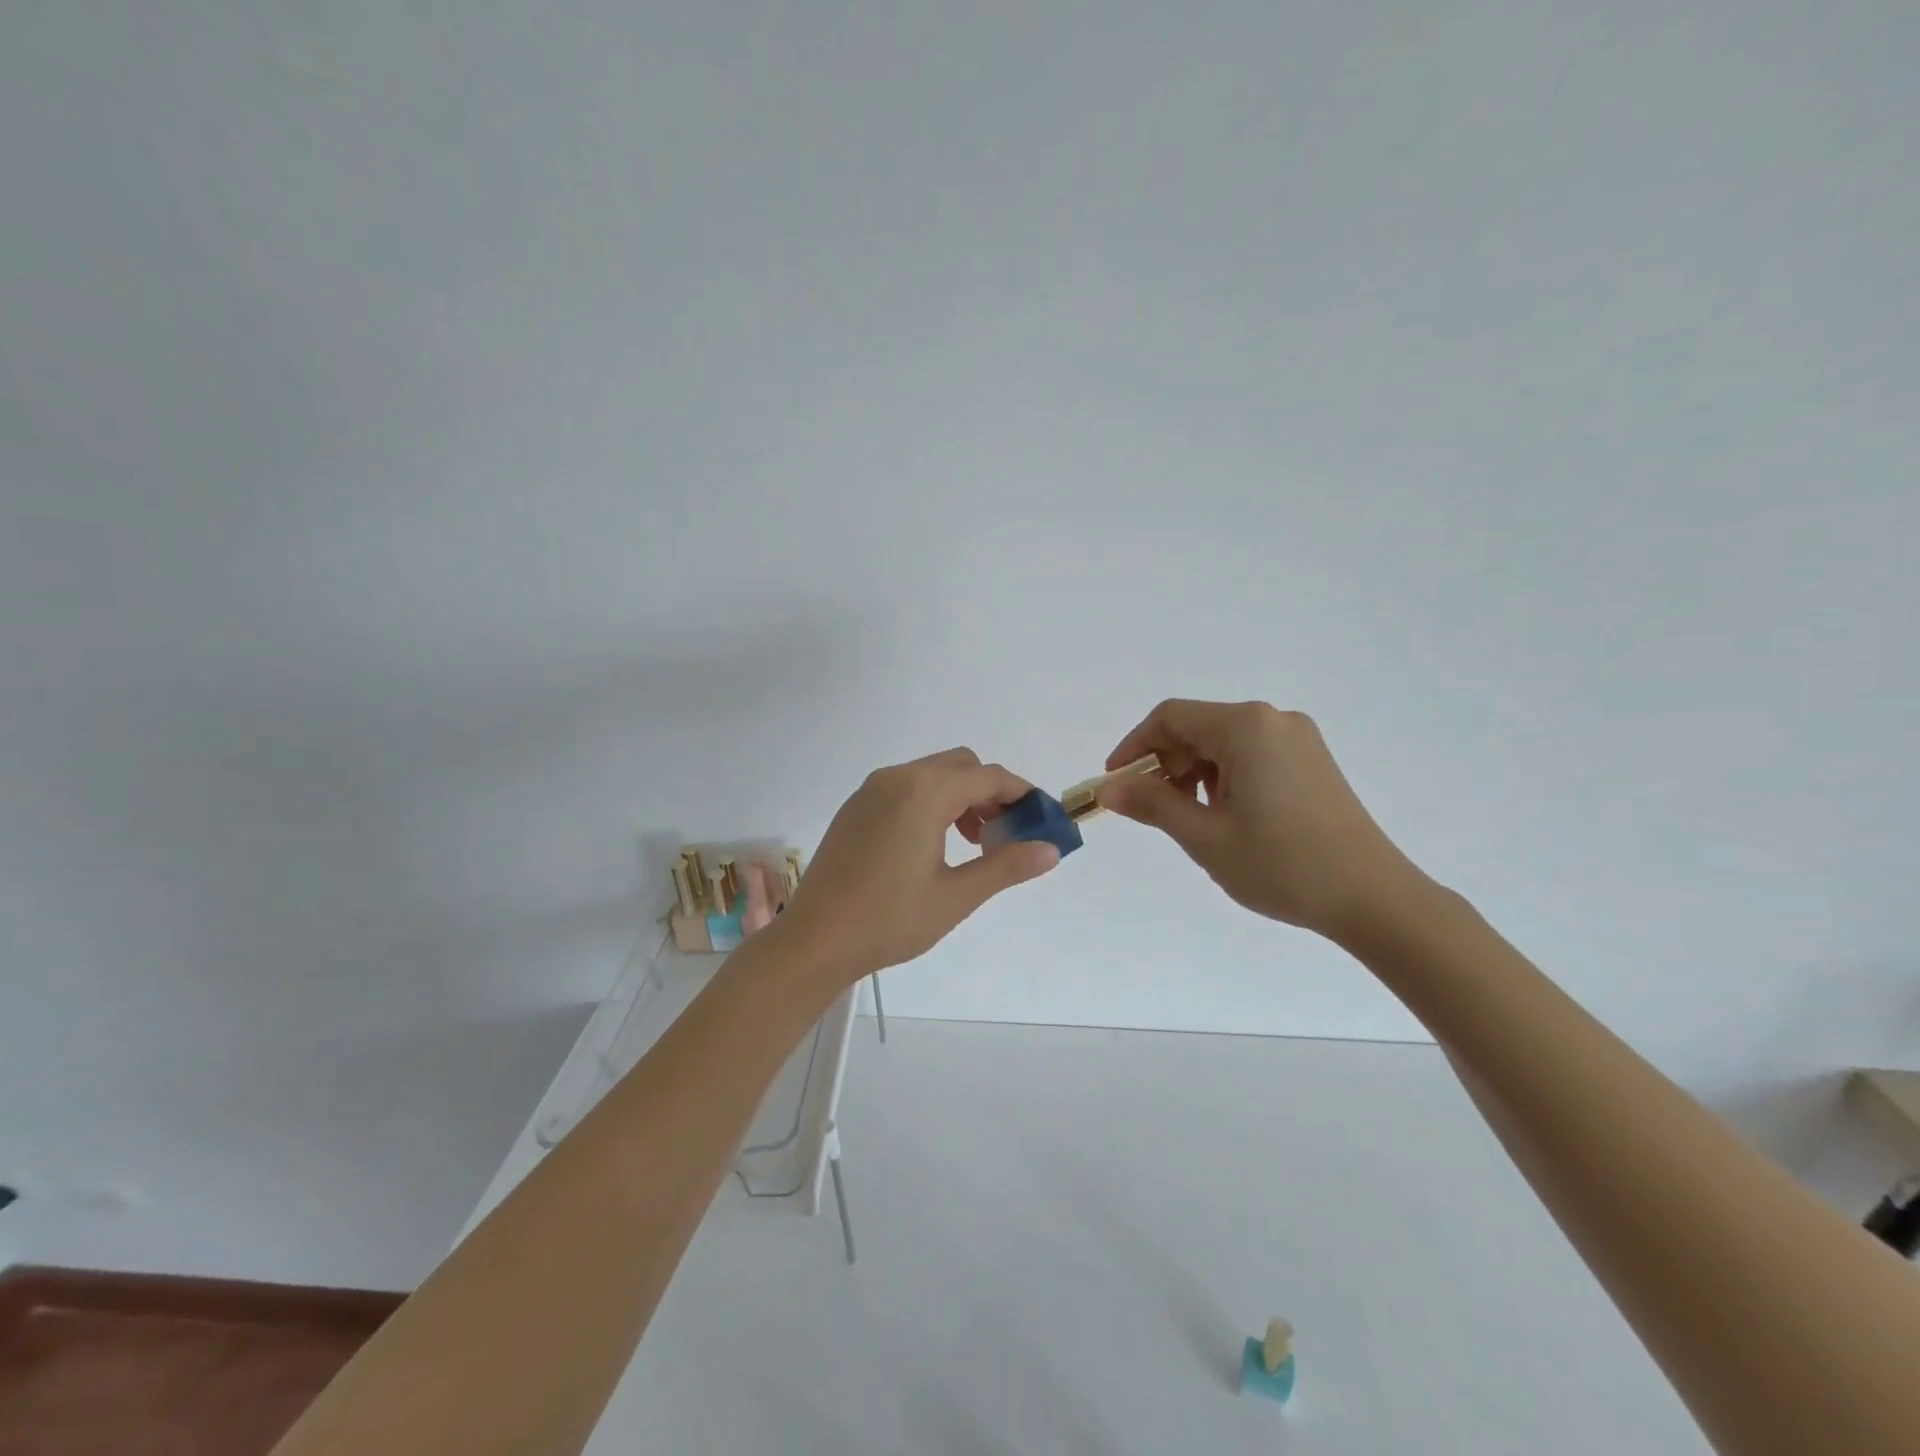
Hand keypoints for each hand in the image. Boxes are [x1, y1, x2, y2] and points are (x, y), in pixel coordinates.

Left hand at [780, 748, 1061, 981]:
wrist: (814, 940)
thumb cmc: (889, 919)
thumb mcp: (956, 896)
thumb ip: (1006, 866)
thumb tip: (1050, 849)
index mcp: (924, 791)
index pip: (988, 777)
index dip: (1022, 794)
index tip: (1042, 820)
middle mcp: (897, 778)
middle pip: (961, 766)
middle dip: (991, 793)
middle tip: (1004, 836)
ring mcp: (871, 790)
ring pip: (932, 775)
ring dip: (962, 798)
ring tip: (972, 845)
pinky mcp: (856, 807)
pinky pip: (906, 788)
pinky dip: (932, 803)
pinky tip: (932, 846)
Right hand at [1098, 700, 1422, 941]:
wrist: (1374, 898)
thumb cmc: (1282, 865)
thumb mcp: (1205, 837)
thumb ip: (1151, 804)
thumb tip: (1108, 788)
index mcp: (1246, 727)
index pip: (1170, 718)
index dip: (1135, 746)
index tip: (1116, 783)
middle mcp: (1274, 720)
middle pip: (1198, 727)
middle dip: (1166, 764)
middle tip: (1153, 810)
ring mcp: (1299, 740)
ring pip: (1224, 743)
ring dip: (1195, 774)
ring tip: (1193, 820)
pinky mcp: (1313, 762)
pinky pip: (1252, 755)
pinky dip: (1225, 778)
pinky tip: (1229, 817)